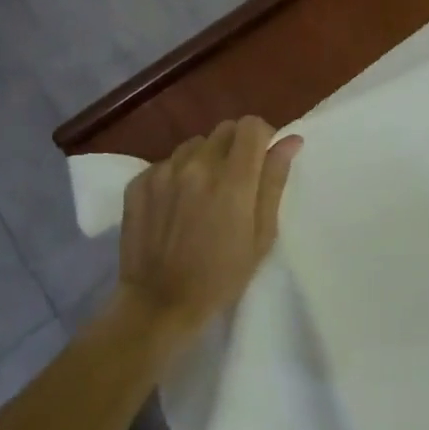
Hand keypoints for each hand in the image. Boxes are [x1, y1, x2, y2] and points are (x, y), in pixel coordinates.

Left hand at [116, 117, 301, 345]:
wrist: (159, 304)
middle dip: (236, 146)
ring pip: (194, 144)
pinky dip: (177, 175)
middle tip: (236, 181)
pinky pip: (167, 163)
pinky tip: (176, 205)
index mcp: (232, 179)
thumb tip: (290, 141)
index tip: (263, 160)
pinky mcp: (139, 182)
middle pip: (224, 130)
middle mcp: (196, 165)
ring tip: (204, 193)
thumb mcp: (261, 236)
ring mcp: (163, 172)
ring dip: (205, 159)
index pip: (251, 126)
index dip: (262, 137)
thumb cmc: (221, 277)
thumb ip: (274, 182)